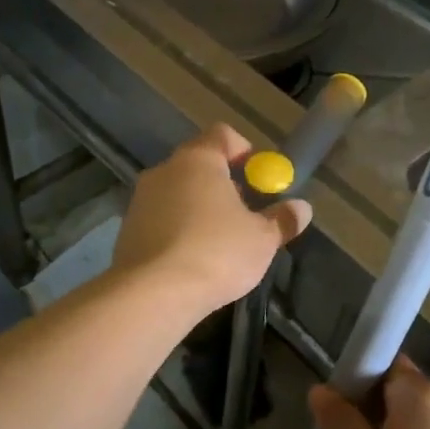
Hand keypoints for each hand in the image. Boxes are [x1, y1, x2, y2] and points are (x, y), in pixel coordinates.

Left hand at [112, 124, 310, 317]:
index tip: (259, 177)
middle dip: (224, 184)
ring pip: (178, 193)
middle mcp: (164, 170)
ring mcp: (140, 200)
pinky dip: (178, 230)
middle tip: (245, 212)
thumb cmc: (216, 253)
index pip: (222, 134)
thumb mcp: (262, 239)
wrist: (153, 294)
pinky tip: (192, 259)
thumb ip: (282, 220)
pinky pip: (161, 219)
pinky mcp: (127, 230)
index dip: (244, 151)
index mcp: (198, 160)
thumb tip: (301, 209)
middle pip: (198, 164)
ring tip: (220, 241)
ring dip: (199, 208)